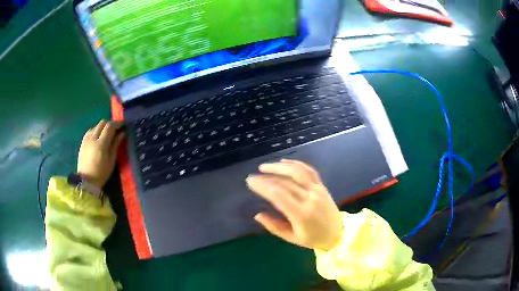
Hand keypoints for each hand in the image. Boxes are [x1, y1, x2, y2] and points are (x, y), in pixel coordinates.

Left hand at [77, 120, 124, 188]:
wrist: (86, 181)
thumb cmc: (101, 173)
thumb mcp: (111, 161)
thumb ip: (116, 145)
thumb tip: (122, 133)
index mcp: (101, 143)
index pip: (110, 126)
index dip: (117, 124)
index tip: (123, 125)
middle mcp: (93, 138)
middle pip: (102, 123)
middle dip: (110, 124)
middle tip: (115, 130)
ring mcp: (86, 139)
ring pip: (96, 126)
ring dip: (102, 127)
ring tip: (106, 134)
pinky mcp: (82, 142)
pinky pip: (90, 131)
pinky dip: (95, 131)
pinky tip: (97, 138)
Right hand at [246, 159, 342, 250]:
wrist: (338, 233)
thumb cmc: (313, 238)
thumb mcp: (292, 238)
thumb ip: (274, 227)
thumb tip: (257, 215)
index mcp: (301, 214)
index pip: (279, 195)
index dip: (263, 186)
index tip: (251, 182)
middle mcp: (310, 198)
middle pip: (285, 183)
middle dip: (267, 177)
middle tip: (253, 176)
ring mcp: (317, 190)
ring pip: (297, 172)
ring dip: (280, 167)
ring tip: (265, 166)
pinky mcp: (321, 186)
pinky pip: (309, 171)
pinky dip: (296, 164)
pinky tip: (284, 162)